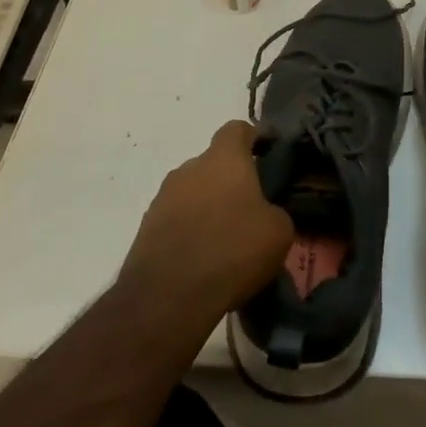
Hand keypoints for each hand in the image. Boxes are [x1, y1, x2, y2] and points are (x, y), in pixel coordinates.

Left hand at [120, 121, 292, 319]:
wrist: (167, 298)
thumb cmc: (232, 251)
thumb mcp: (279, 231)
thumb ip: (276, 210)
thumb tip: (265, 213)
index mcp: (224, 158)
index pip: (238, 129)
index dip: (255, 139)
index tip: (269, 158)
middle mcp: (190, 167)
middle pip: (215, 163)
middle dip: (232, 181)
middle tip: (251, 209)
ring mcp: (163, 197)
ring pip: (194, 191)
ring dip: (209, 207)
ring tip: (226, 240)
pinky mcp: (146, 227)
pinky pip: (177, 219)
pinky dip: (190, 230)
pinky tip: (203, 259)